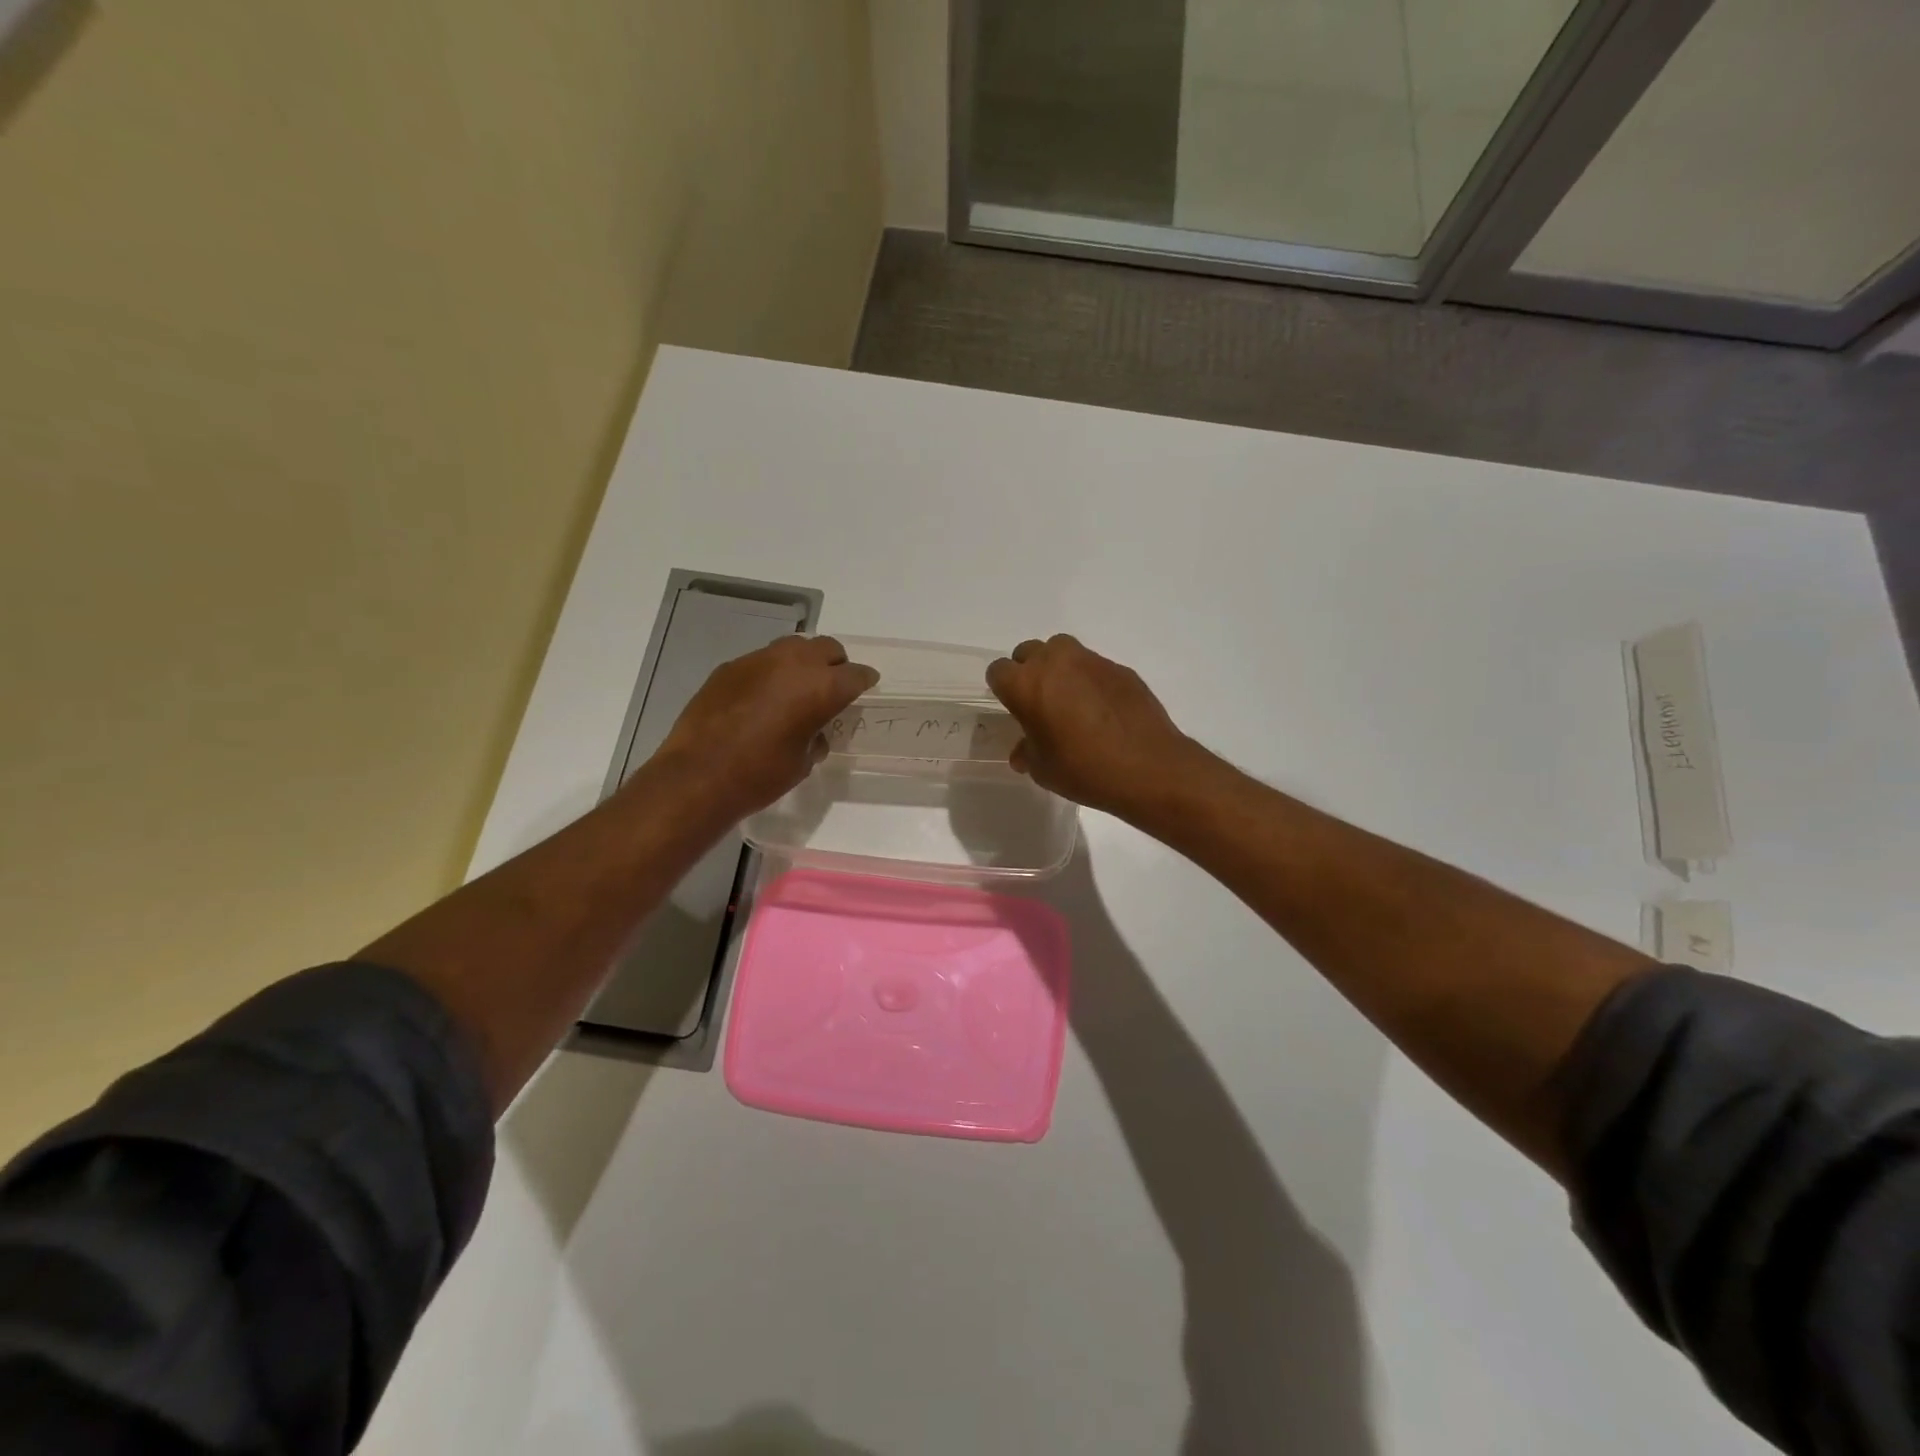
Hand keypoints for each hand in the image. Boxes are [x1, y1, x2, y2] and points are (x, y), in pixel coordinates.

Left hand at [653, 635, 877, 819]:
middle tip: (832, 686)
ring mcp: (758, 660)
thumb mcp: (802, 762)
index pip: (855, 674)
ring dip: (803, 662)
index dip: (863, 681)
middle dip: (835, 664)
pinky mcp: (730, 667)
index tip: (864, 687)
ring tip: (797, 687)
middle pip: (827, 648)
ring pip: (793, 647)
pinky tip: (762, 698)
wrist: (698, 777)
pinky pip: (762, 660)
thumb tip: (813, 731)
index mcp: (821, 688)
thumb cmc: (759, 776)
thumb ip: (815, 737)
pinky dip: (771, 672)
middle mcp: (793, 663)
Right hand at [986, 634, 1203, 819]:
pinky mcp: (1120, 668)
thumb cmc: (1084, 769)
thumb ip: (1027, 752)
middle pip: (1029, 652)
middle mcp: (1055, 662)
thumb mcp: (1043, 769)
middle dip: (1028, 672)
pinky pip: (1093, 667)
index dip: (1002, 689)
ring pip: (1062, 651)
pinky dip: (1089, 680)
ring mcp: (1091, 661)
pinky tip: (1101, 709)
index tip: (1013, 708)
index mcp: (1027, 684)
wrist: (1148, 767)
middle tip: (1039, 702)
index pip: (998, 671)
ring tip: (1069, 700)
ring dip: (1059, 669)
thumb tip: (1023, 751)